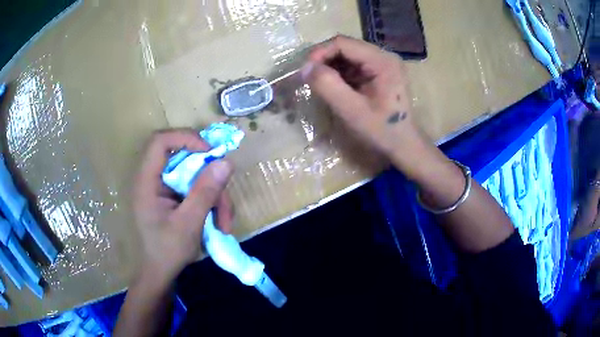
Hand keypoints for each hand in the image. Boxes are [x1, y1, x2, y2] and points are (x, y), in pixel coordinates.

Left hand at [133, 129, 233, 284]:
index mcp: (147, 181)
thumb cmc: (167, 251)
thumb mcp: (188, 224)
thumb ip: (205, 193)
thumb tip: (226, 162)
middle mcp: (154, 179)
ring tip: (224, 223)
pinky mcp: (174, 196)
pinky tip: (218, 222)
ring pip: (196, 175)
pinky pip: (196, 187)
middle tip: (224, 197)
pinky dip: (211, 202)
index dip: (185, 138)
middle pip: (184, 158)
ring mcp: (165, 188)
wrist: (161, 273)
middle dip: (209, 178)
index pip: (160, 141)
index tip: (210, 152)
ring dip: (215, 196)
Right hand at [303, 35, 425, 174]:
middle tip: (310, 78)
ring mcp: (383, 64)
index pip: (343, 43)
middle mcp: (384, 56)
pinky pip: (353, 65)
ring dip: (330, 67)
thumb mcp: (352, 111)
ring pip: (347, 55)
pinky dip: (339, 74)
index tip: (305, 71)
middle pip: (345, 47)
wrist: (404, 146)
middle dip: (324, 60)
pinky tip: (334, 87)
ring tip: (320, 84)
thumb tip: (306, 67)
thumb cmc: (382, 131)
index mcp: (382, 61)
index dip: (320, 52)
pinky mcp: (379, 73)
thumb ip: (328, 86)